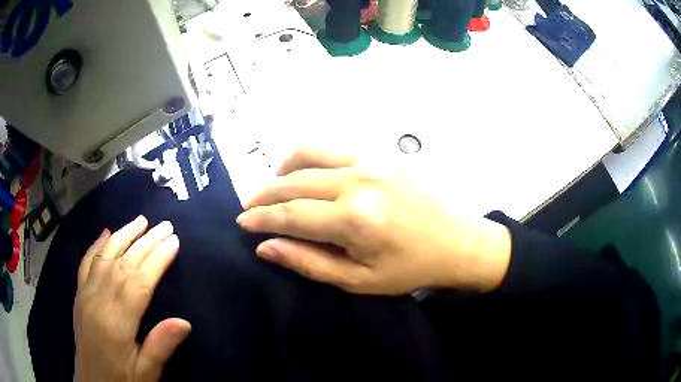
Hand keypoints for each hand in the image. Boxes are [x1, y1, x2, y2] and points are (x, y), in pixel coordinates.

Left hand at [74, 216, 190, 381]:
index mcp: (116, 323)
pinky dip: (96, 246)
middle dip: (145, 242)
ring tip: (140, 221)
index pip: (139, 283)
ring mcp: (85, 295)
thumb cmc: (122, 381)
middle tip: (164, 225)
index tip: (174, 242)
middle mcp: (98, 301)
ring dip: (122, 236)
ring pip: (104, 257)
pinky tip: (105, 233)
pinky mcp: (79, 295)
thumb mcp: (146, 374)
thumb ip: (161, 347)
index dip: (157, 260)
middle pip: (122, 264)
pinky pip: (86, 264)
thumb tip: (185, 322)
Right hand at [237, 149, 511, 294]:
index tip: (242, 222)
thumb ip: (308, 261)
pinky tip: (303, 174)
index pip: (291, 215)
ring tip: (272, 189)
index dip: (261, 219)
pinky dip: (307, 158)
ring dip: (282, 171)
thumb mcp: (357, 279)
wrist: (454, 242)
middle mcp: (357, 182)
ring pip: (308, 156)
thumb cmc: (408, 268)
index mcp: (354, 219)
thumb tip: (266, 246)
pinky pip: (331, 149)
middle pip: (294, 182)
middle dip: (265, 195)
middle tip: (250, 207)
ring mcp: (369, 163)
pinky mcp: (379, 156)